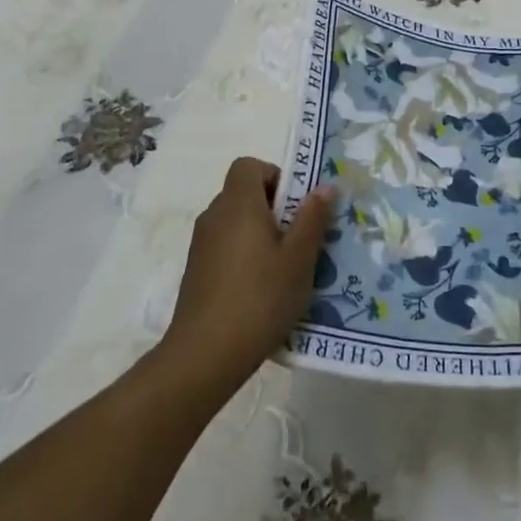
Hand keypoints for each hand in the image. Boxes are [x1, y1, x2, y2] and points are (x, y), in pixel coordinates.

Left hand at [158, 158, 334, 401]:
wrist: (204, 355)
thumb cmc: (260, 298)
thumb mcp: (299, 259)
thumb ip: (313, 218)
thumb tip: (324, 186)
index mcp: (238, 204)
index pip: (248, 165)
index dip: (274, 176)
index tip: (296, 206)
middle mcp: (214, 215)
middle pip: (243, 193)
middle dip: (274, 208)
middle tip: (299, 239)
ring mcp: (201, 244)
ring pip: (235, 222)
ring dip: (260, 233)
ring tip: (285, 268)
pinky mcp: (196, 271)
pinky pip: (225, 246)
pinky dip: (244, 255)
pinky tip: (261, 290)